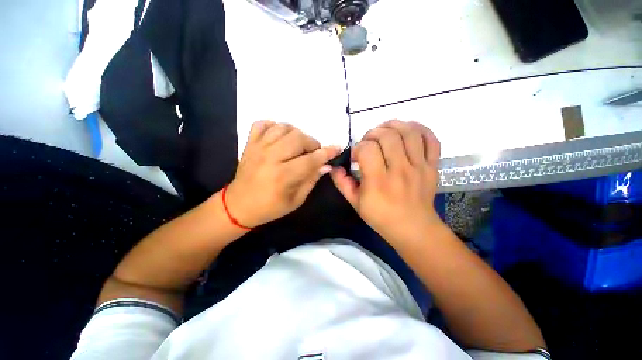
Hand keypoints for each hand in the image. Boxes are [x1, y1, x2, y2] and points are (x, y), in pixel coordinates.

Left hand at [225, 121, 340, 227]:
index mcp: (283, 176)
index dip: (327, 153)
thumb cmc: (270, 208)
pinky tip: (279, 136)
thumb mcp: (296, 201)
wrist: (238, 206)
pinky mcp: (249, 144)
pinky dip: (273, 125)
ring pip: (283, 127)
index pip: (311, 159)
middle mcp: (271, 158)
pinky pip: (262, 124)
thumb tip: (326, 165)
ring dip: (296, 133)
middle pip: (298, 138)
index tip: (337, 148)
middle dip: (312, 143)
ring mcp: (258, 148)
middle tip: (313, 152)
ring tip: (298, 145)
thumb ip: (311, 180)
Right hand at [331, 120, 441, 243]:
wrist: (413, 228)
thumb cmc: (381, 217)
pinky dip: (421, 129)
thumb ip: (342, 183)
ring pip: (409, 133)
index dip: (358, 148)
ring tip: (384, 129)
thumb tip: (334, 167)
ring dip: (394, 125)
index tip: (356, 156)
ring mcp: (419, 167)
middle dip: (373, 133)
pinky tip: (408, 129)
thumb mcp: (355, 203)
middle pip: (388, 136)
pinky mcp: (432, 167)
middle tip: (368, 142)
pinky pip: (432, 141)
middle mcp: (399, 171)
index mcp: (378, 182)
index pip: (367, 149)